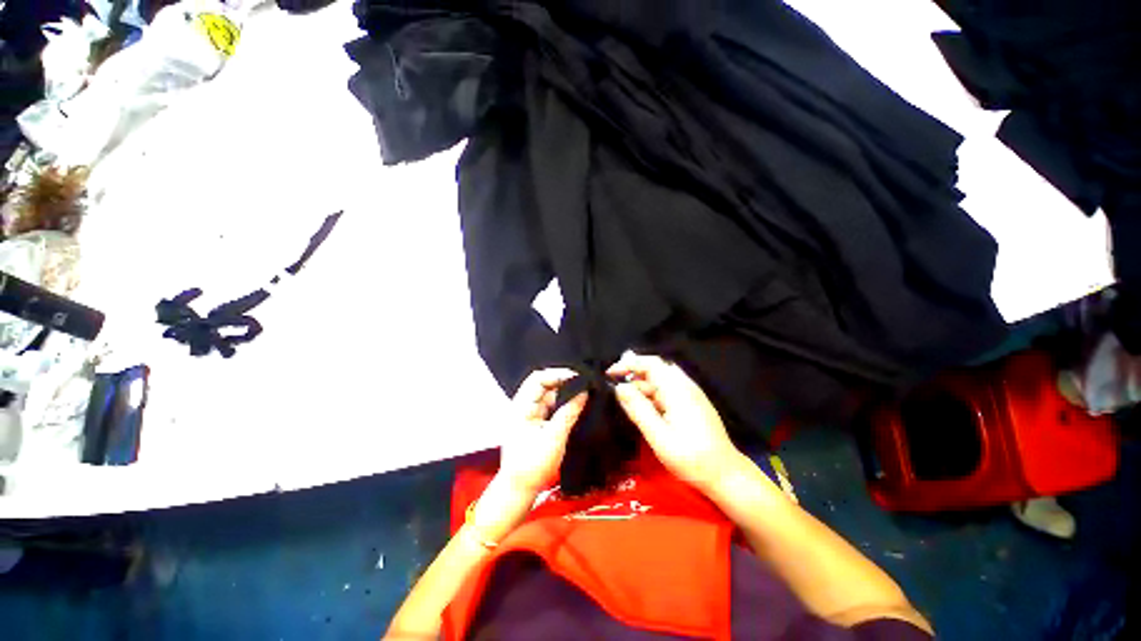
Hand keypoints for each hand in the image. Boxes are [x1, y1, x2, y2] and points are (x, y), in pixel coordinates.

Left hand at [496, 367, 587, 496]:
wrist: (519, 490)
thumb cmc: (532, 466)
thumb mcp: (554, 438)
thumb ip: (569, 413)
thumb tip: (584, 392)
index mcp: (521, 407)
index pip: (537, 379)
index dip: (557, 374)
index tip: (578, 377)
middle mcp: (524, 406)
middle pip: (543, 384)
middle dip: (563, 381)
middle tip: (584, 382)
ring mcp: (530, 414)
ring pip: (548, 394)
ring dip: (565, 391)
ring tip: (584, 390)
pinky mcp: (536, 422)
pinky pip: (551, 405)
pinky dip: (563, 402)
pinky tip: (576, 403)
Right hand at [608, 353, 744, 493]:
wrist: (726, 475)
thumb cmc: (691, 458)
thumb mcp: (659, 436)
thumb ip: (638, 409)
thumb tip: (619, 387)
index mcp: (677, 389)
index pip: (650, 363)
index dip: (628, 364)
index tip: (609, 374)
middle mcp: (685, 386)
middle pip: (655, 370)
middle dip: (633, 376)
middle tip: (614, 390)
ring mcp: (690, 394)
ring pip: (660, 382)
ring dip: (641, 387)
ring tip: (626, 402)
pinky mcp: (692, 404)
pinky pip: (667, 391)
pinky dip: (652, 395)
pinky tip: (645, 409)